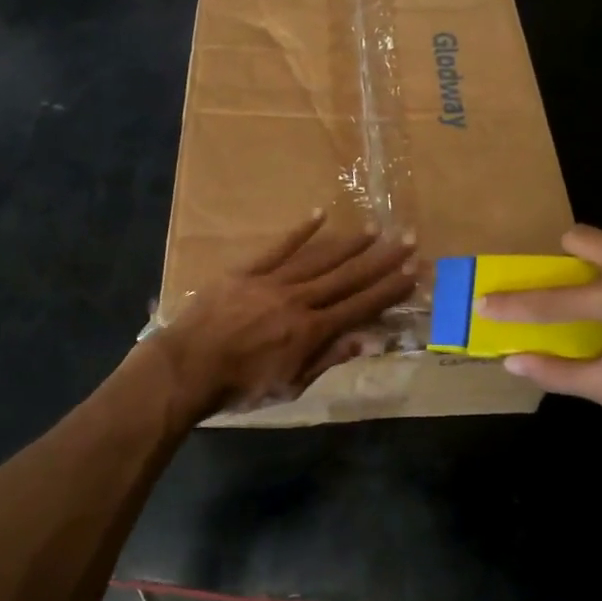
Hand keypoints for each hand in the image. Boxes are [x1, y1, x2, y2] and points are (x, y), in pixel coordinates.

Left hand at [159, 211, 417, 416]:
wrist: (188, 367)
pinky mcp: (247, 271)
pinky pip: (278, 247)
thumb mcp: (290, 385)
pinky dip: (300, 231)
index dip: (389, 289)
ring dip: (349, 243)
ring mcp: (272, 281)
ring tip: (374, 229)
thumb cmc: (241, 386)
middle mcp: (299, 300)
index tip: (413, 272)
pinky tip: (320, 214)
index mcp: (312, 330)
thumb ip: (328, 359)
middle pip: (347, 276)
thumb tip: (366, 340)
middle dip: (380, 259)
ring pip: (318, 258)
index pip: (360, 306)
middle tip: (407, 240)